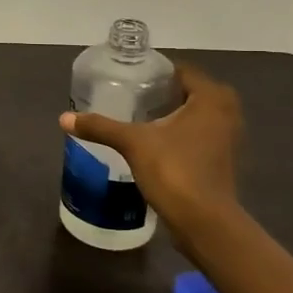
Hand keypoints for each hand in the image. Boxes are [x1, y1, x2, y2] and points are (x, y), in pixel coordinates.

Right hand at [59, 61, 242, 237]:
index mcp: (211, 99)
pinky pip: (200, 135)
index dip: (157, 72)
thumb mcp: (132, 143)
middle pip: (192, 92)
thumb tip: (64, 118)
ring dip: (175, 114)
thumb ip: (100, 127)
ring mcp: (228, 139)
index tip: (131, 77)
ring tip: (140, 117)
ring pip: (198, 115)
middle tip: (133, 96)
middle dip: (165, 93)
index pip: (183, 71)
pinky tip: (155, 142)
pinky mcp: (222, 161)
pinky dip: (181, 134)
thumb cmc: (174, 170)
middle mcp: (227, 113)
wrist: (203, 221)